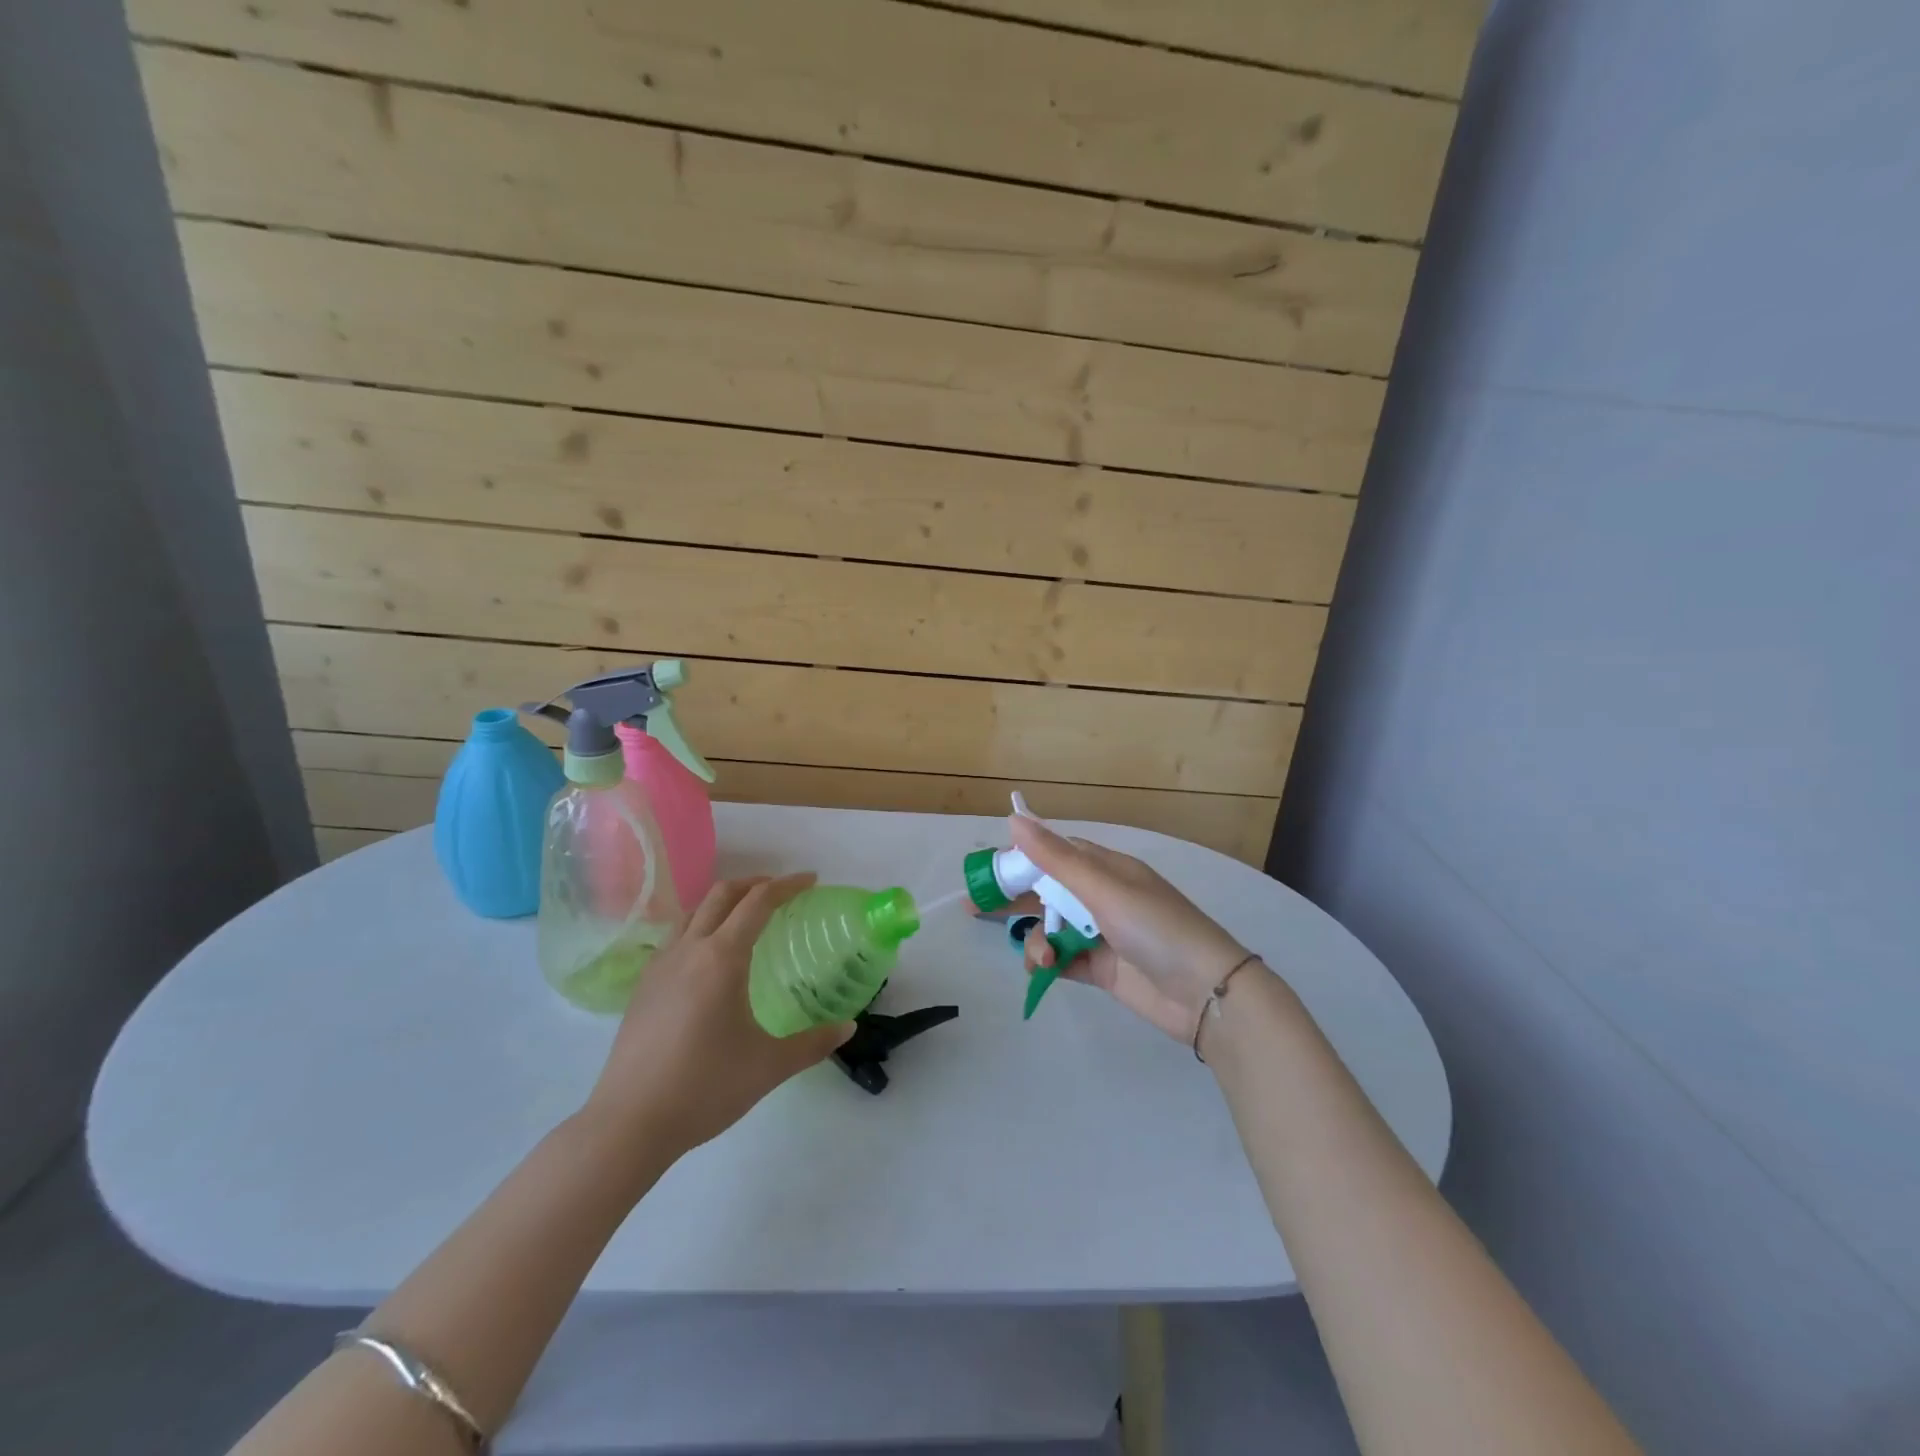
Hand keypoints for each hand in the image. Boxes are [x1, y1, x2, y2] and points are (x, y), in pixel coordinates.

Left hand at [584, 875, 853, 1157]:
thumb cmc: (705, 1088)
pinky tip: (709, 959)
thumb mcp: (769, 1066)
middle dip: (755, 883)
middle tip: (782, 891)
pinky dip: (701, 926)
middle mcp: (689, 950)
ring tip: (746, 916)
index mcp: (722, 958)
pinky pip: (676, 938)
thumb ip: (813, 1043)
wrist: (629, 1124)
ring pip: (693, 913)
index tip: (811, 880)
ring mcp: (660, 967)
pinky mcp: (642, 988)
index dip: (787, 885)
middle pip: (721, 895)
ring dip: (724, 902)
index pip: (758, 902)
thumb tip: (849, 1028)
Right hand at [991, 816, 1252, 1039]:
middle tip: (976, 909)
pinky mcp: (1102, 968)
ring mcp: (1102, 934)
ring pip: (1052, 928)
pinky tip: (1043, 970)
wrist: (1205, 994)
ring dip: (1037, 939)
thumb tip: (1015, 819)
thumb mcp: (1104, 888)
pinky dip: (1049, 963)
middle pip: (1048, 891)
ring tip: (1041, 958)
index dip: (1022, 858)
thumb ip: (1056, 859)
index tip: (990, 868)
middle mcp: (1103, 897)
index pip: (1055, 854)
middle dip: (1015, 899)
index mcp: (1107, 869)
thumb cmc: (1155, 928)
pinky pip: (1064, 958)